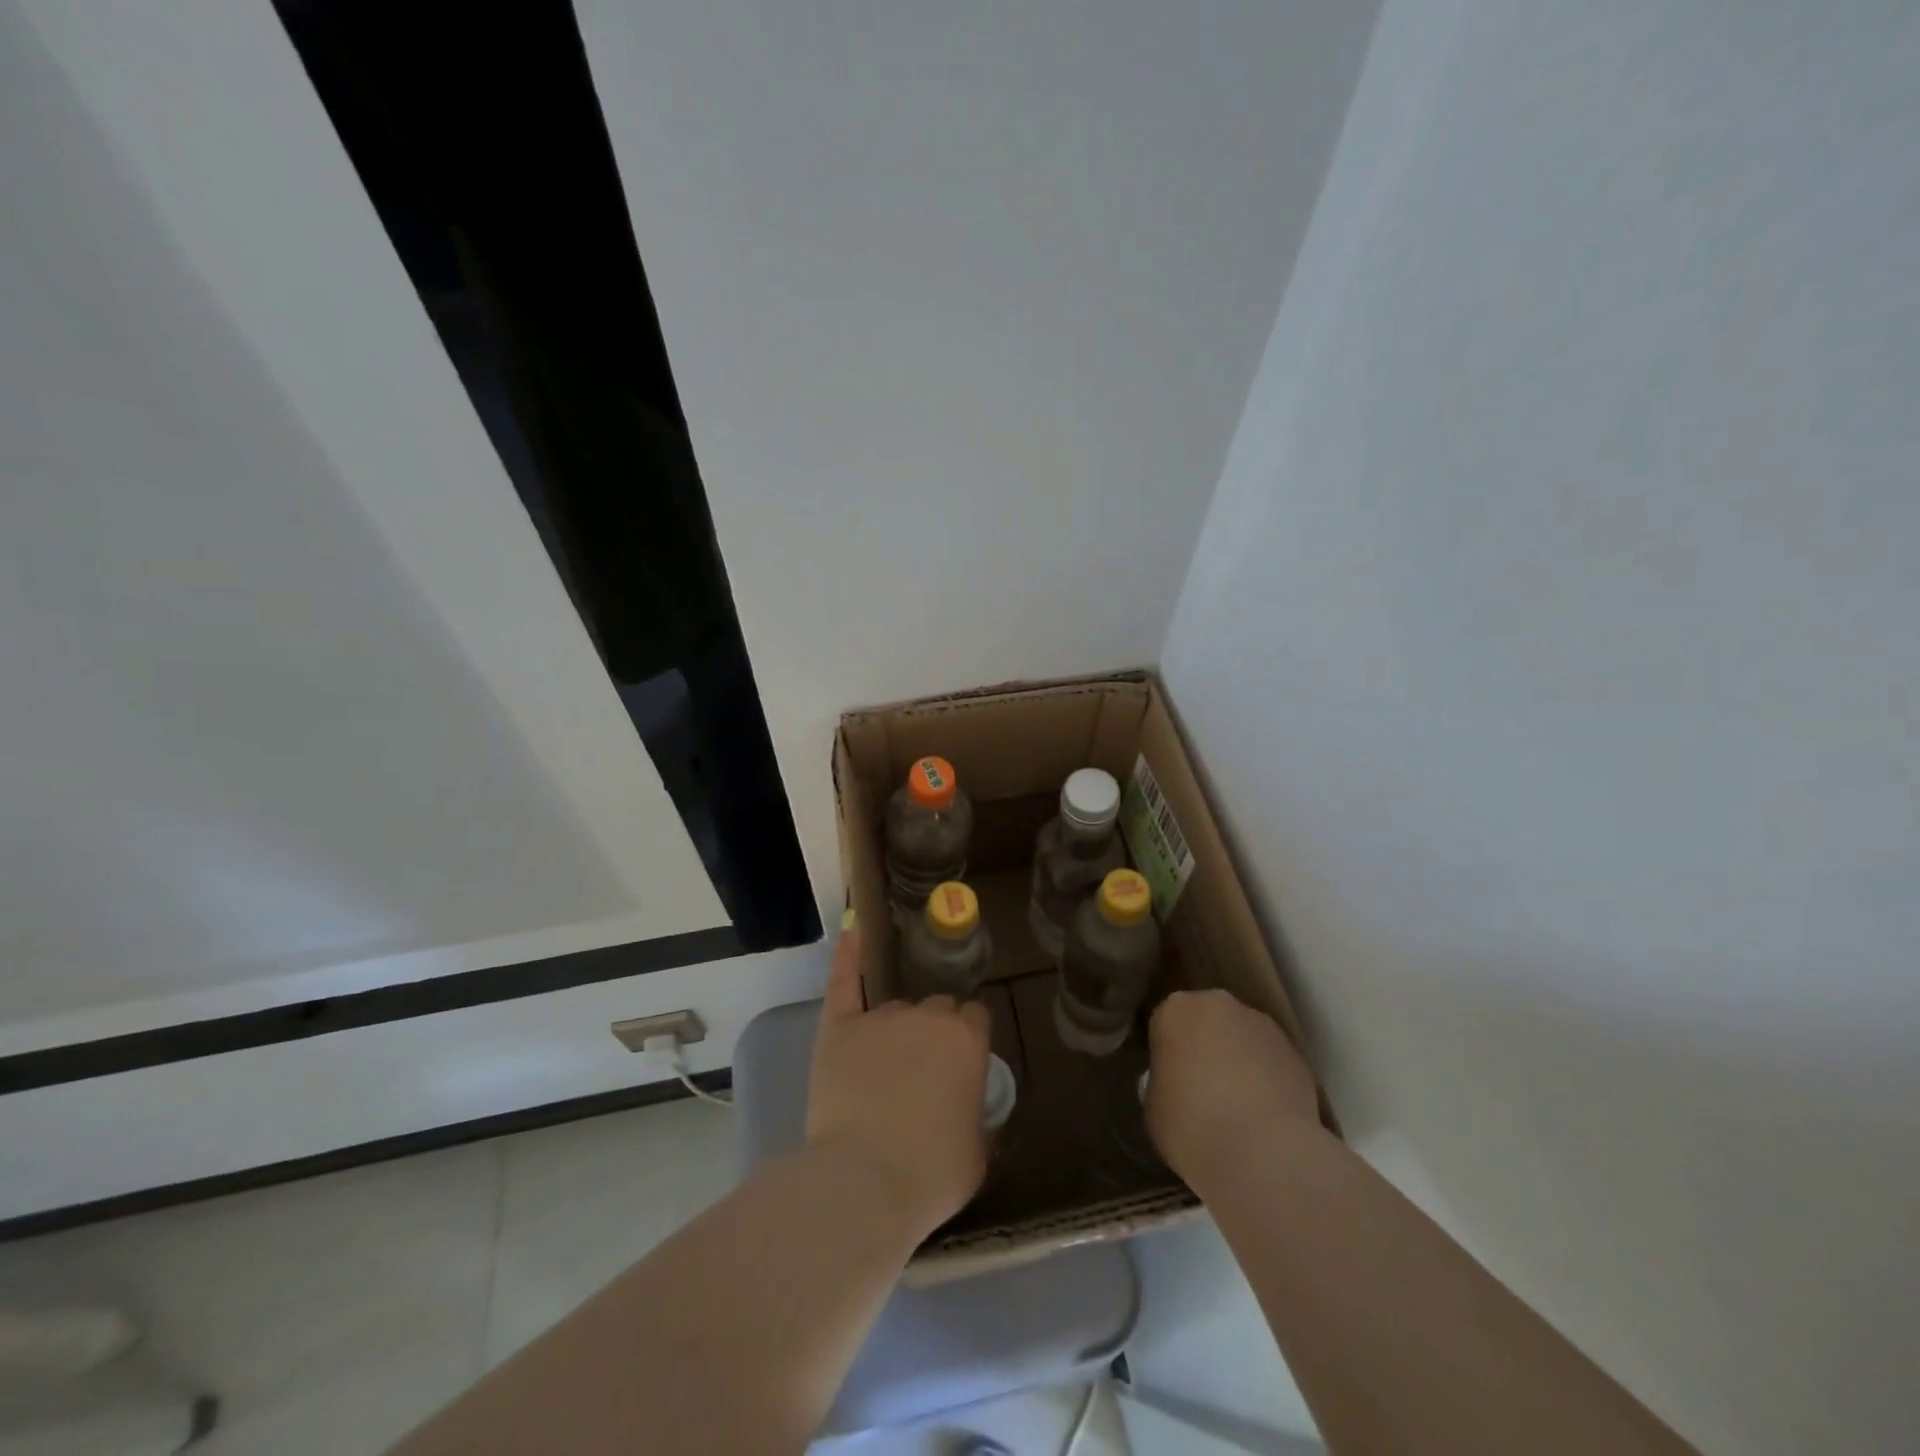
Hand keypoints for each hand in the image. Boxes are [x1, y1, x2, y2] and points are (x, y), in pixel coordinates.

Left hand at [807, 924, 991, 1235]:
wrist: (865, 1183)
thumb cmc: (932, 1173)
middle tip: (921, 1076)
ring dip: (896, 1032)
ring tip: (882, 1074)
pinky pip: (844, 981)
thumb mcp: (978, 1151)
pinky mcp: (839, 1028)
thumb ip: (977, 1114)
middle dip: (934, 1034)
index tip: (959, 1067)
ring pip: (896, 1010)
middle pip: (937, 1009)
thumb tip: (969, 1107)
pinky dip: (848, 956)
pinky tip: (852, 929)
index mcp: (968, 1039)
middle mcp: (928, 1016)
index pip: (974, 1018)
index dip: (966, 1042)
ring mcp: (881, 1018)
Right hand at [1145, 989, 1320, 1183]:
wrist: (1262, 1152)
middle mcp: (1218, 1003)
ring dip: (1239, 1060)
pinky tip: (1265, 1115)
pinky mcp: (1296, 1051)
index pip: (1165, 1023)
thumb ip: (1163, 1081)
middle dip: (1206, 1046)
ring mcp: (1262, 1024)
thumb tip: (1177, 1085)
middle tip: (1202, 1088)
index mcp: (1175, 1009)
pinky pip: (1271, 1061)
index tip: (1170, 1081)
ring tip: (1238, 1106)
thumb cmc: (1191, 1125)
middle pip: (1207, 1021)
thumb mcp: (1154, 1105)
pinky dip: (1267, 1079)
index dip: (1168, 1053)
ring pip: (1242, 1037)